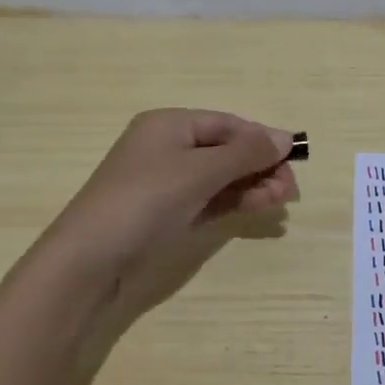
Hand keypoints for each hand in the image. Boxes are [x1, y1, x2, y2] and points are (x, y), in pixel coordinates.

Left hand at [42, 109, 296, 280]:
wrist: (89, 260)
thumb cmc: (146, 200)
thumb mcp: (200, 171)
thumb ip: (246, 153)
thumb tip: (286, 137)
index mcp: (169, 124)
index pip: (228, 124)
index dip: (262, 139)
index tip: (294, 160)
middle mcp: (167, 147)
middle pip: (226, 150)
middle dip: (260, 166)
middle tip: (288, 192)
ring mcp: (165, 183)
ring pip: (220, 177)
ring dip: (252, 186)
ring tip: (279, 203)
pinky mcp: (165, 213)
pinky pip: (208, 199)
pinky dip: (233, 202)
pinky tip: (257, 208)